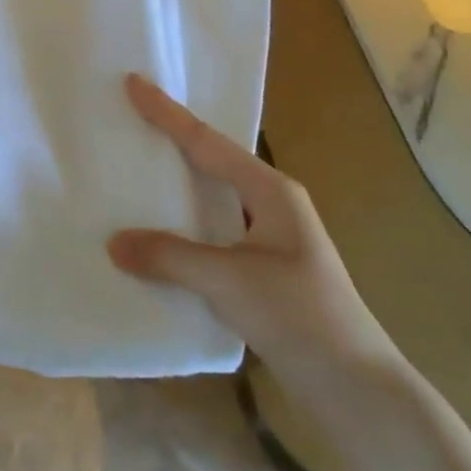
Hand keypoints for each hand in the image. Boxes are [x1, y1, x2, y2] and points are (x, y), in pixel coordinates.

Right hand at [107, 74, 399, 384]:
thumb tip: (114, 243)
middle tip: (132, 119)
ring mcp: (270, 238)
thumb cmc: (300, 316)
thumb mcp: (230, 281)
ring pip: (213, 198)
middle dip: (173, 140)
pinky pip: (214, 232)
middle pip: (213, 161)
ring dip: (178, 186)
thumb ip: (170, 257)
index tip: (134, 83)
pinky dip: (184, 226)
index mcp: (271, 191)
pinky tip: (160, 236)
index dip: (168, 113)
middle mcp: (272, 205)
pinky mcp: (264, 269)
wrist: (356, 387)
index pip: (208, 142)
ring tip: (137, 171)